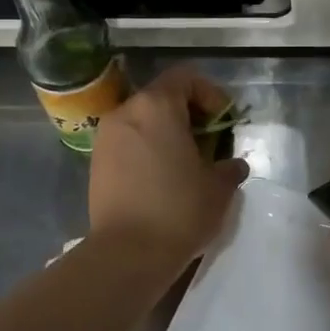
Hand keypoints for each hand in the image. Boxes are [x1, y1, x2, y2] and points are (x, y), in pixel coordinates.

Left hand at [88, 67, 248, 271]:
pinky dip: (146, 149)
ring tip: (185, 163)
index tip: (224, 122)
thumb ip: (229, 167)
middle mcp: (126, 112)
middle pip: (162, 97)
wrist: (127, 253)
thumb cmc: (178, 210)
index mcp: (156, 106)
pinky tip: (162, 178)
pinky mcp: (96, 162)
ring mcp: (106, 137)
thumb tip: (233, 165)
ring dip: (166, 133)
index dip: (210, 94)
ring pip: (142, 120)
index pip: (185, 77)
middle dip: (188, 114)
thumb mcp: (219, 188)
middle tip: (209, 143)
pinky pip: (127, 142)